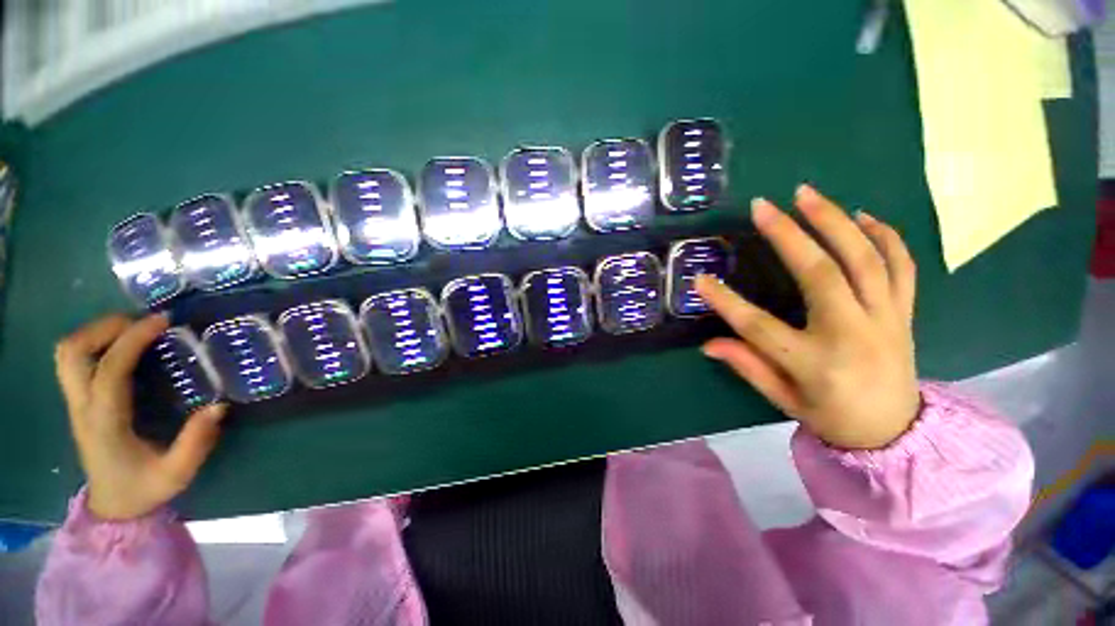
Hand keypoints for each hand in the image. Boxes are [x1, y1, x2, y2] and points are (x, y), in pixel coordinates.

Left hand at [54, 314, 227, 519]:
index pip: (110, 369)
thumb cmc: (144, 489)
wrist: (113, 507)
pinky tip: (120, 347)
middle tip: (141, 322)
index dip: (134, 339)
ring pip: (67, 353)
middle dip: (105, 327)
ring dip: (95, 332)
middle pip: (73, 352)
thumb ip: (196, 441)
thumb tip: (219, 406)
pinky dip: (93, 343)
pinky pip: (74, 361)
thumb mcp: (177, 473)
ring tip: (131, 329)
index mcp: (105, 422)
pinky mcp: (79, 402)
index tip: (163, 321)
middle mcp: (82, 406)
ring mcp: (76, 403)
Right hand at [695, 185, 919, 449]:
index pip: (759, 326)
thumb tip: (708, 344)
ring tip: (807, 195)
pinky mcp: (903, 311)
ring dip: (835, 221)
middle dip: (788, 236)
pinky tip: (862, 215)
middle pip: (821, 275)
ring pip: (865, 259)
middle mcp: (853, 335)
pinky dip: (884, 236)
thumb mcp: (782, 398)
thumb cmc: (830, 416)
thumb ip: (747, 366)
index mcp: (814, 363)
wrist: (895, 432)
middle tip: (763, 206)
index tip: (701, 279)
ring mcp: (885, 319)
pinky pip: (900, 266)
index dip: (726, 301)